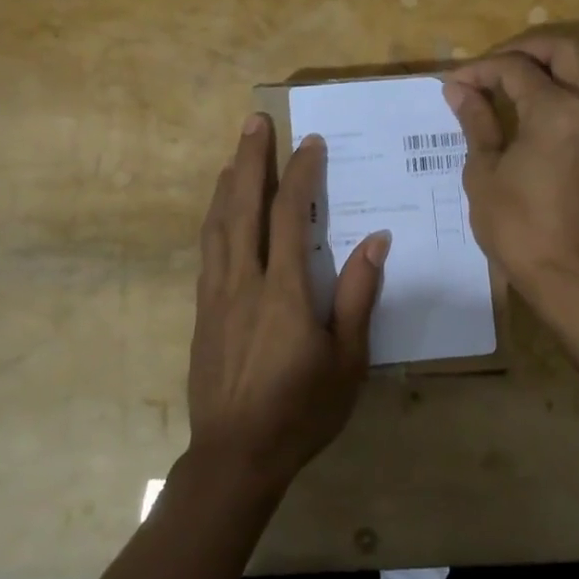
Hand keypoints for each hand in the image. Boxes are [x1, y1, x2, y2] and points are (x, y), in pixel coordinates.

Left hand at [187, 116, 388, 493]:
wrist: (234, 456)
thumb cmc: (301, 411)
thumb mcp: (347, 361)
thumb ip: (359, 297)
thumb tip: (376, 241)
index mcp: (283, 293)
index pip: (288, 216)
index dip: (300, 174)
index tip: (310, 144)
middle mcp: (243, 282)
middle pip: (243, 206)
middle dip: (250, 160)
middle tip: (254, 122)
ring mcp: (216, 295)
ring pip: (218, 225)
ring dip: (227, 183)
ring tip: (235, 153)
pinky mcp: (201, 311)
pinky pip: (207, 250)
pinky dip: (214, 218)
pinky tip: (219, 211)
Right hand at [443, 34, 578, 308]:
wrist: (571, 276)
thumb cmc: (519, 228)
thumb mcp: (484, 173)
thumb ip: (477, 122)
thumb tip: (459, 90)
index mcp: (555, 110)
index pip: (514, 68)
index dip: (479, 70)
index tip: (453, 84)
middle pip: (562, 50)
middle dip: (522, 49)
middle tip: (490, 68)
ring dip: (554, 62)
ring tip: (520, 79)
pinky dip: (571, 85)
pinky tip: (543, 108)